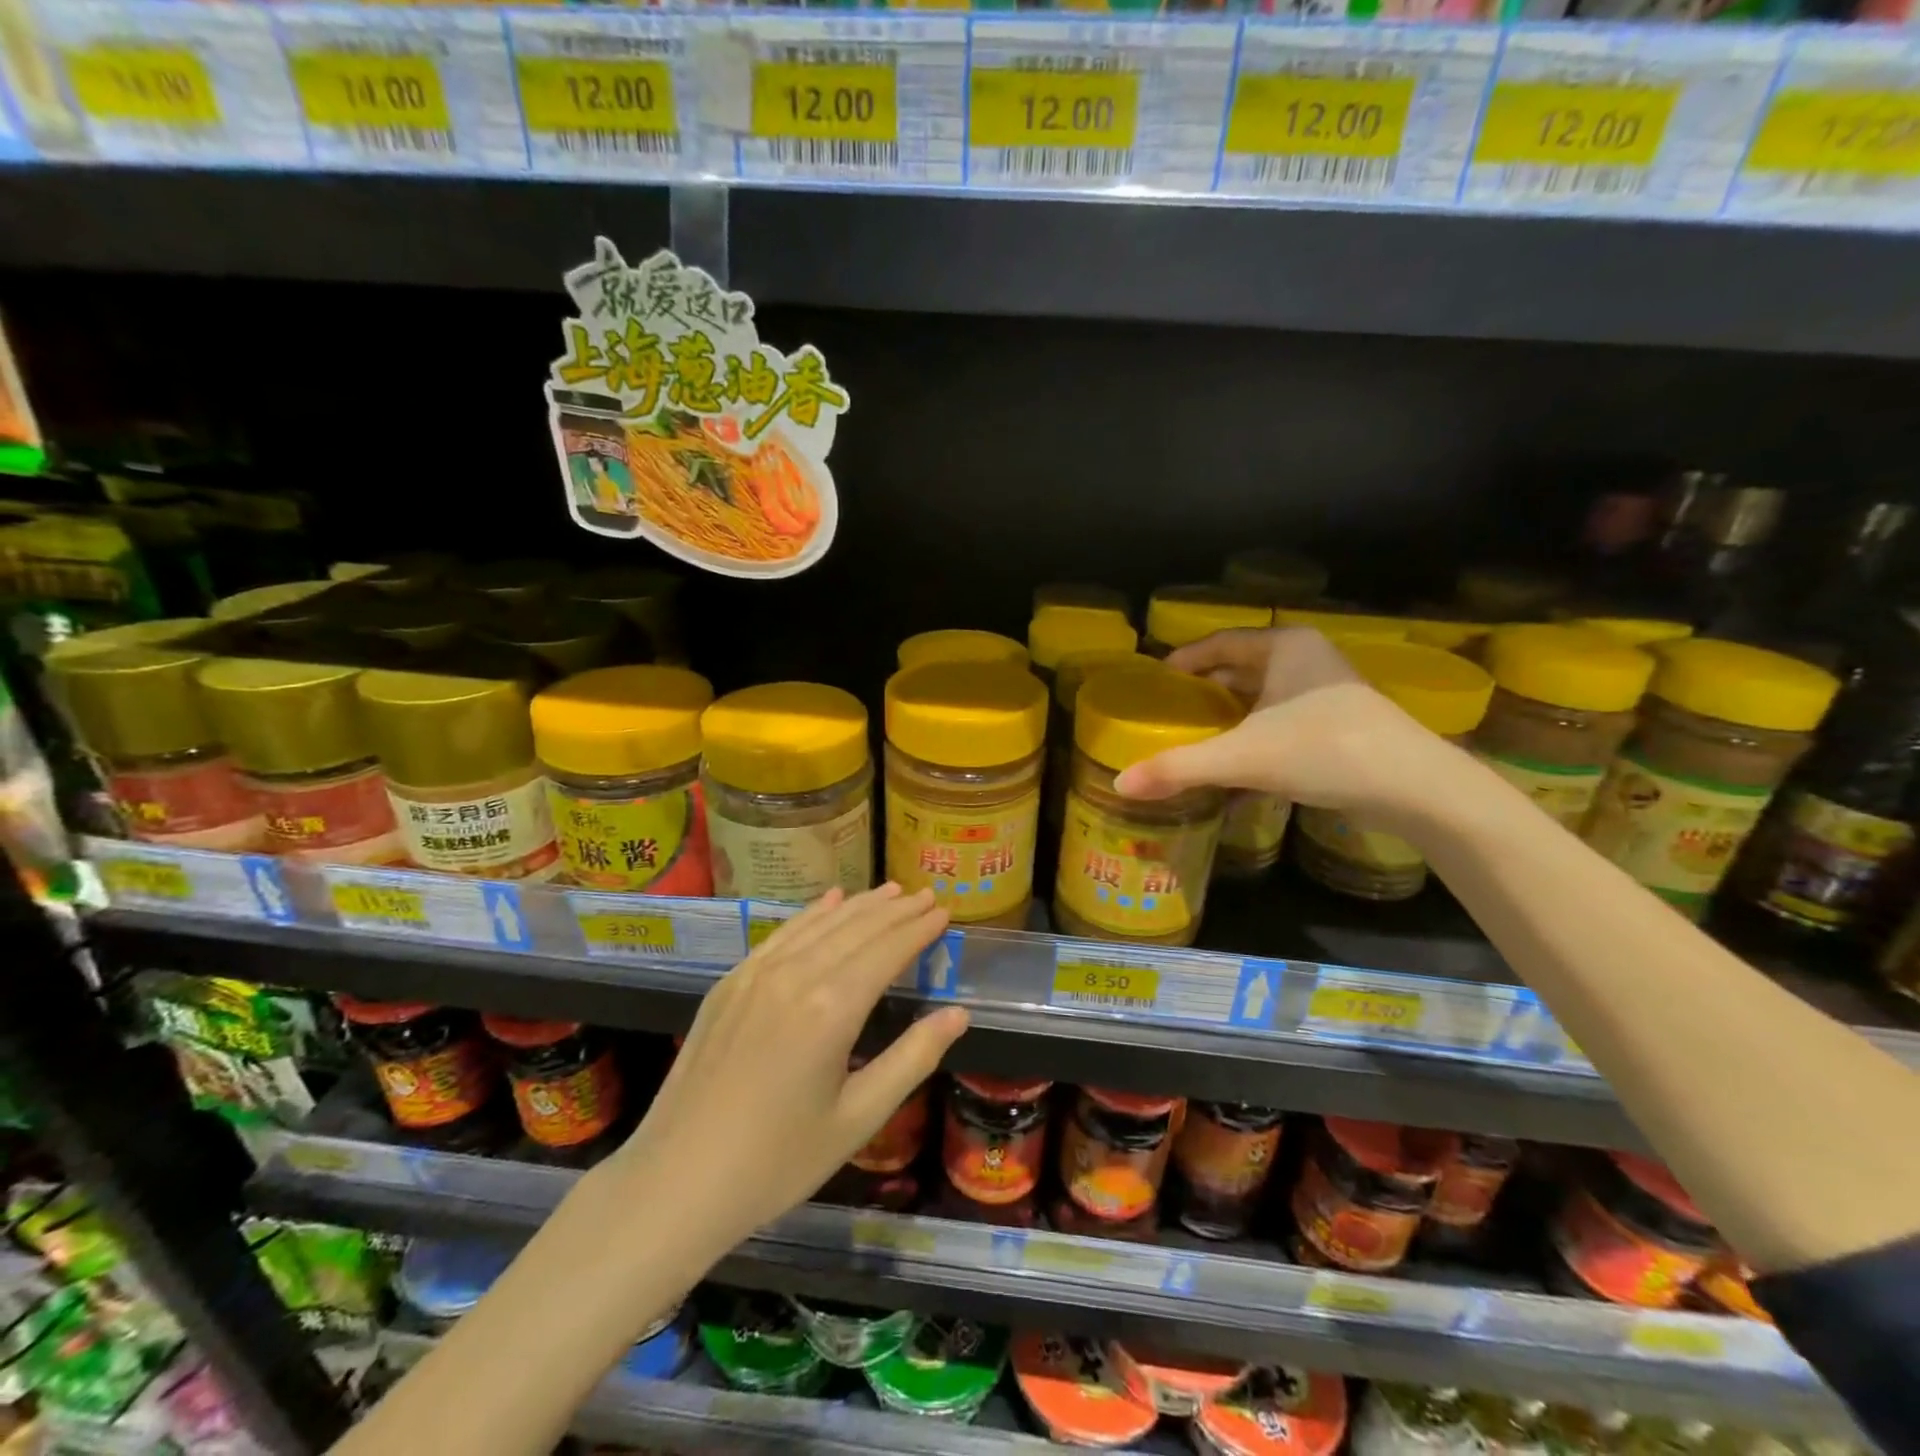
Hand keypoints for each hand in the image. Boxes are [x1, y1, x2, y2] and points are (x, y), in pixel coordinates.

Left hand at [605, 884, 965, 1256]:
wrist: (676, 1183)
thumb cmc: (777, 1162)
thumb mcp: (858, 1119)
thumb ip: (912, 1059)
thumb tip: (958, 1014)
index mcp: (832, 1008)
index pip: (888, 951)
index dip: (918, 929)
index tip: (944, 911)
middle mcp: (796, 976)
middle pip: (857, 929)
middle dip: (896, 910)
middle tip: (927, 895)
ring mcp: (756, 974)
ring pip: (820, 925)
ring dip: (860, 906)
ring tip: (891, 891)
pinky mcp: (729, 983)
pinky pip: (781, 934)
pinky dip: (811, 914)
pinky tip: (829, 901)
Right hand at [1113, 628, 1455, 827]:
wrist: (1415, 787)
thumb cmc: (1323, 750)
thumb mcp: (1242, 757)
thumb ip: (1180, 767)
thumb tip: (1120, 784)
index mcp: (1284, 647)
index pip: (1219, 642)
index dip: (1184, 659)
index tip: (1156, 681)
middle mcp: (1306, 660)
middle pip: (1241, 669)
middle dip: (1205, 690)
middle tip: (1169, 712)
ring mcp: (1328, 692)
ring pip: (1264, 697)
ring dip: (1230, 715)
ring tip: (1195, 737)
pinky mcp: (1341, 724)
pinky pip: (1282, 720)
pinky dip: (1255, 736)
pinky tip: (1237, 765)